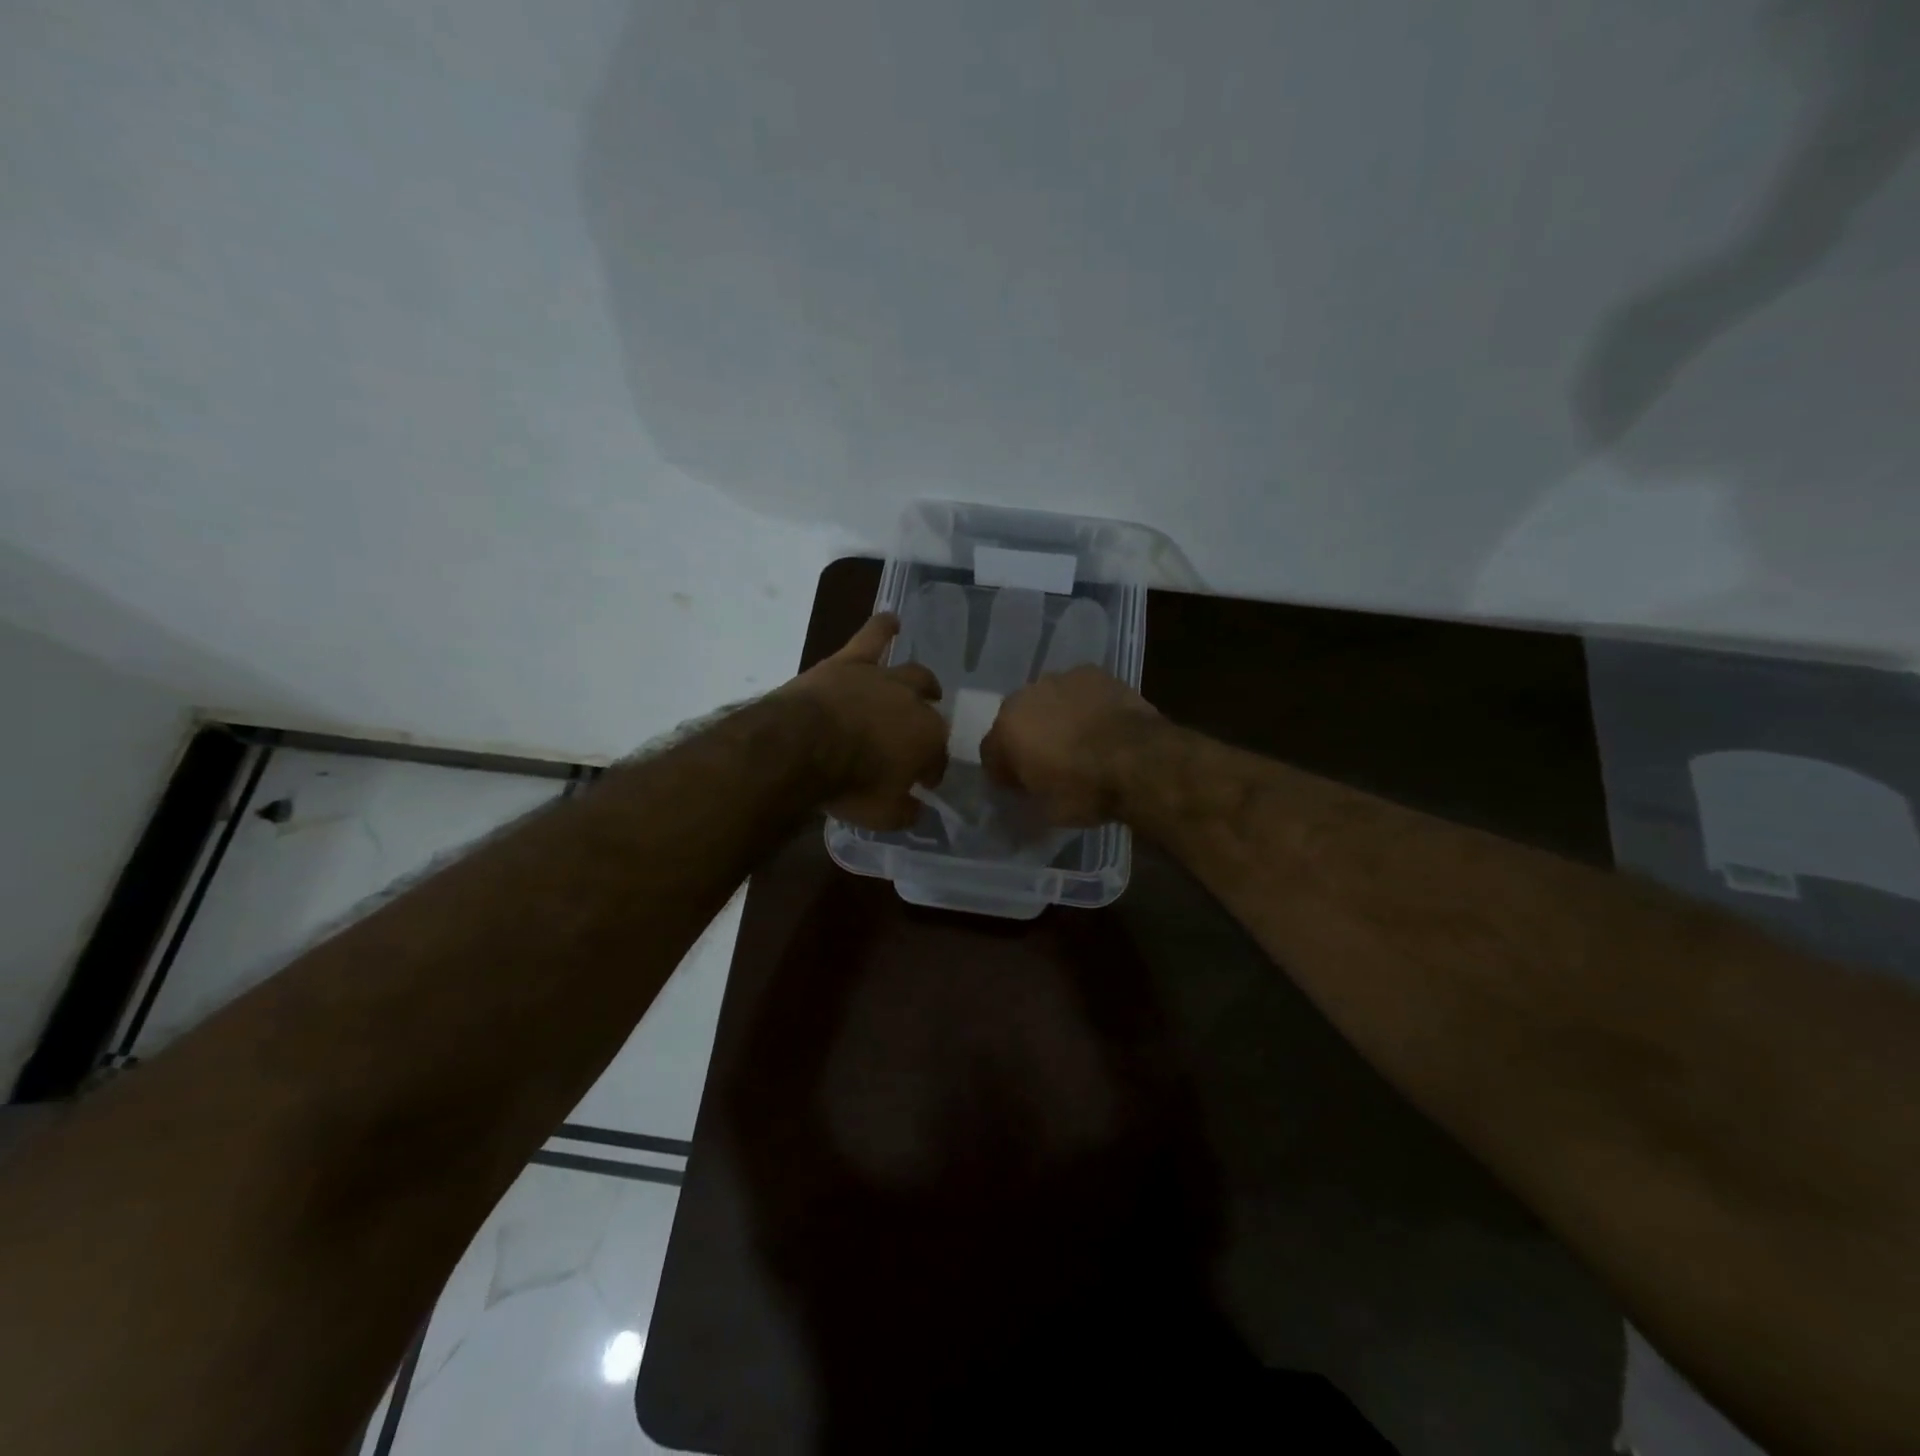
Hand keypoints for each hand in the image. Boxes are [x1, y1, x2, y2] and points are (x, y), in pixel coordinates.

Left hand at [780, 613, 948, 829]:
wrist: (803, 747)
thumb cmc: (849, 785)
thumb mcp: (882, 815)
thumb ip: (905, 812)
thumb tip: (917, 809)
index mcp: (929, 740)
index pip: (938, 756)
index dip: (931, 769)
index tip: (922, 782)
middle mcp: (914, 704)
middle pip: (929, 711)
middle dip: (928, 723)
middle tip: (918, 735)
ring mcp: (883, 678)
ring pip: (912, 672)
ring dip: (921, 680)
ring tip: (926, 684)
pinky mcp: (850, 662)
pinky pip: (872, 637)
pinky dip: (882, 628)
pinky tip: (890, 620)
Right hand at [980, 666, 1162, 825]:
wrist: (1139, 760)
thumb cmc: (1085, 790)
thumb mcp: (1046, 811)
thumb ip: (1026, 796)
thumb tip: (1026, 791)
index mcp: (1005, 730)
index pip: (991, 753)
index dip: (1005, 773)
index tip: (1021, 788)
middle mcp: (1024, 697)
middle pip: (1017, 721)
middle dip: (1027, 739)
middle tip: (1050, 763)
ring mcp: (1059, 680)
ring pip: (1047, 702)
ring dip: (1055, 718)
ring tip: (1079, 741)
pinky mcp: (1092, 672)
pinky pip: (1077, 691)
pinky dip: (1082, 704)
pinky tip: (1099, 722)